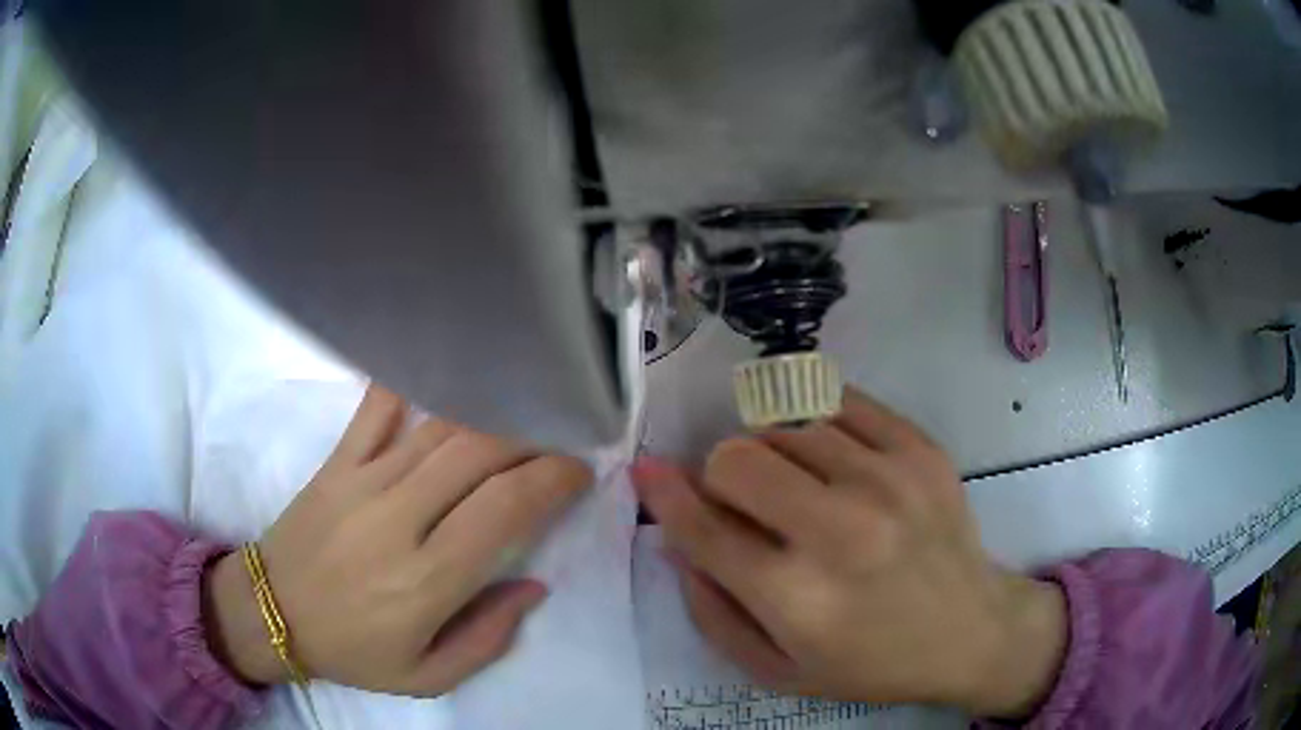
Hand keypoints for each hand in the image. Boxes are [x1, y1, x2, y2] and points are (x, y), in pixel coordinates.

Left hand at [204, 385, 590, 695]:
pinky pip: (377, 408)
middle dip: (533, 440)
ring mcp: (362, 482)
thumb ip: (487, 639)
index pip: (505, 509)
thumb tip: (533, 586)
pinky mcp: (336, 462)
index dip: (552, 480)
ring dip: (490, 416)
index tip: (578, 473)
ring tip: (521, 417)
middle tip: (559, 442)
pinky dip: (411, 385)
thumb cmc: (352, 651)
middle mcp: (398, 519)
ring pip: (440, 429)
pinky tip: (441, 374)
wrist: (271, 612)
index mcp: (426, 579)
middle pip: (479, 454)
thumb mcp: (427, 676)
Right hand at [633, 387, 1066, 717]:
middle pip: (737, 457)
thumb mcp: (778, 669)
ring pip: (786, 426)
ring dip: (775, 455)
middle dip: (721, 476)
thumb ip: (712, 612)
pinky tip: (832, 459)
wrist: (971, 629)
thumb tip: (677, 539)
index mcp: (798, 598)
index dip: (664, 495)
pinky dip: (818, 426)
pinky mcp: (921, 449)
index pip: (703, 529)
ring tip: (801, 489)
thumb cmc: (871, 662)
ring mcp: (888, 480)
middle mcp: (841, 532)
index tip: (647, 472)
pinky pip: (839, 402)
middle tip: (744, 501)